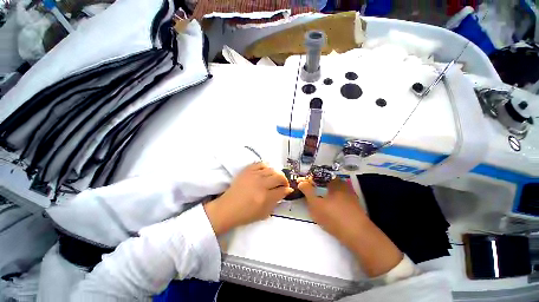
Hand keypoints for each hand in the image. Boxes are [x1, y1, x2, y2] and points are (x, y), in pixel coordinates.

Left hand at [204, 162, 293, 234]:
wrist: (228, 208)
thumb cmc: (246, 214)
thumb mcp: (264, 213)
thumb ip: (276, 202)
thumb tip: (286, 191)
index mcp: (265, 197)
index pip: (282, 190)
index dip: (287, 190)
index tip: (288, 189)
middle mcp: (261, 184)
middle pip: (279, 177)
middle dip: (284, 180)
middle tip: (283, 184)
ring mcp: (253, 176)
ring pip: (272, 169)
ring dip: (277, 174)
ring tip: (276, 178)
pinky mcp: (247, 171)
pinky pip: (260, 164)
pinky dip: (266, 166)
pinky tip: (266, 171)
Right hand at [297, 178, 367, 246]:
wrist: (357, 235)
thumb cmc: (333, 215)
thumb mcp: (315, 203)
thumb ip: (307, 191)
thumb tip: (301, 182)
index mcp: (336, 184)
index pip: (325, 176)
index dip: (316, 178)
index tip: (310, 183)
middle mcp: (345, 188)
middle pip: (332, 184)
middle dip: (323, 186)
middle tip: (314, 193)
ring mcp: (352, 199)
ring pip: (338, 193)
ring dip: (329, 195)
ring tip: (322, 202)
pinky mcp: (356, 210)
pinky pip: (343, 202)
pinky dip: (336, 203)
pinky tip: (332, 211)